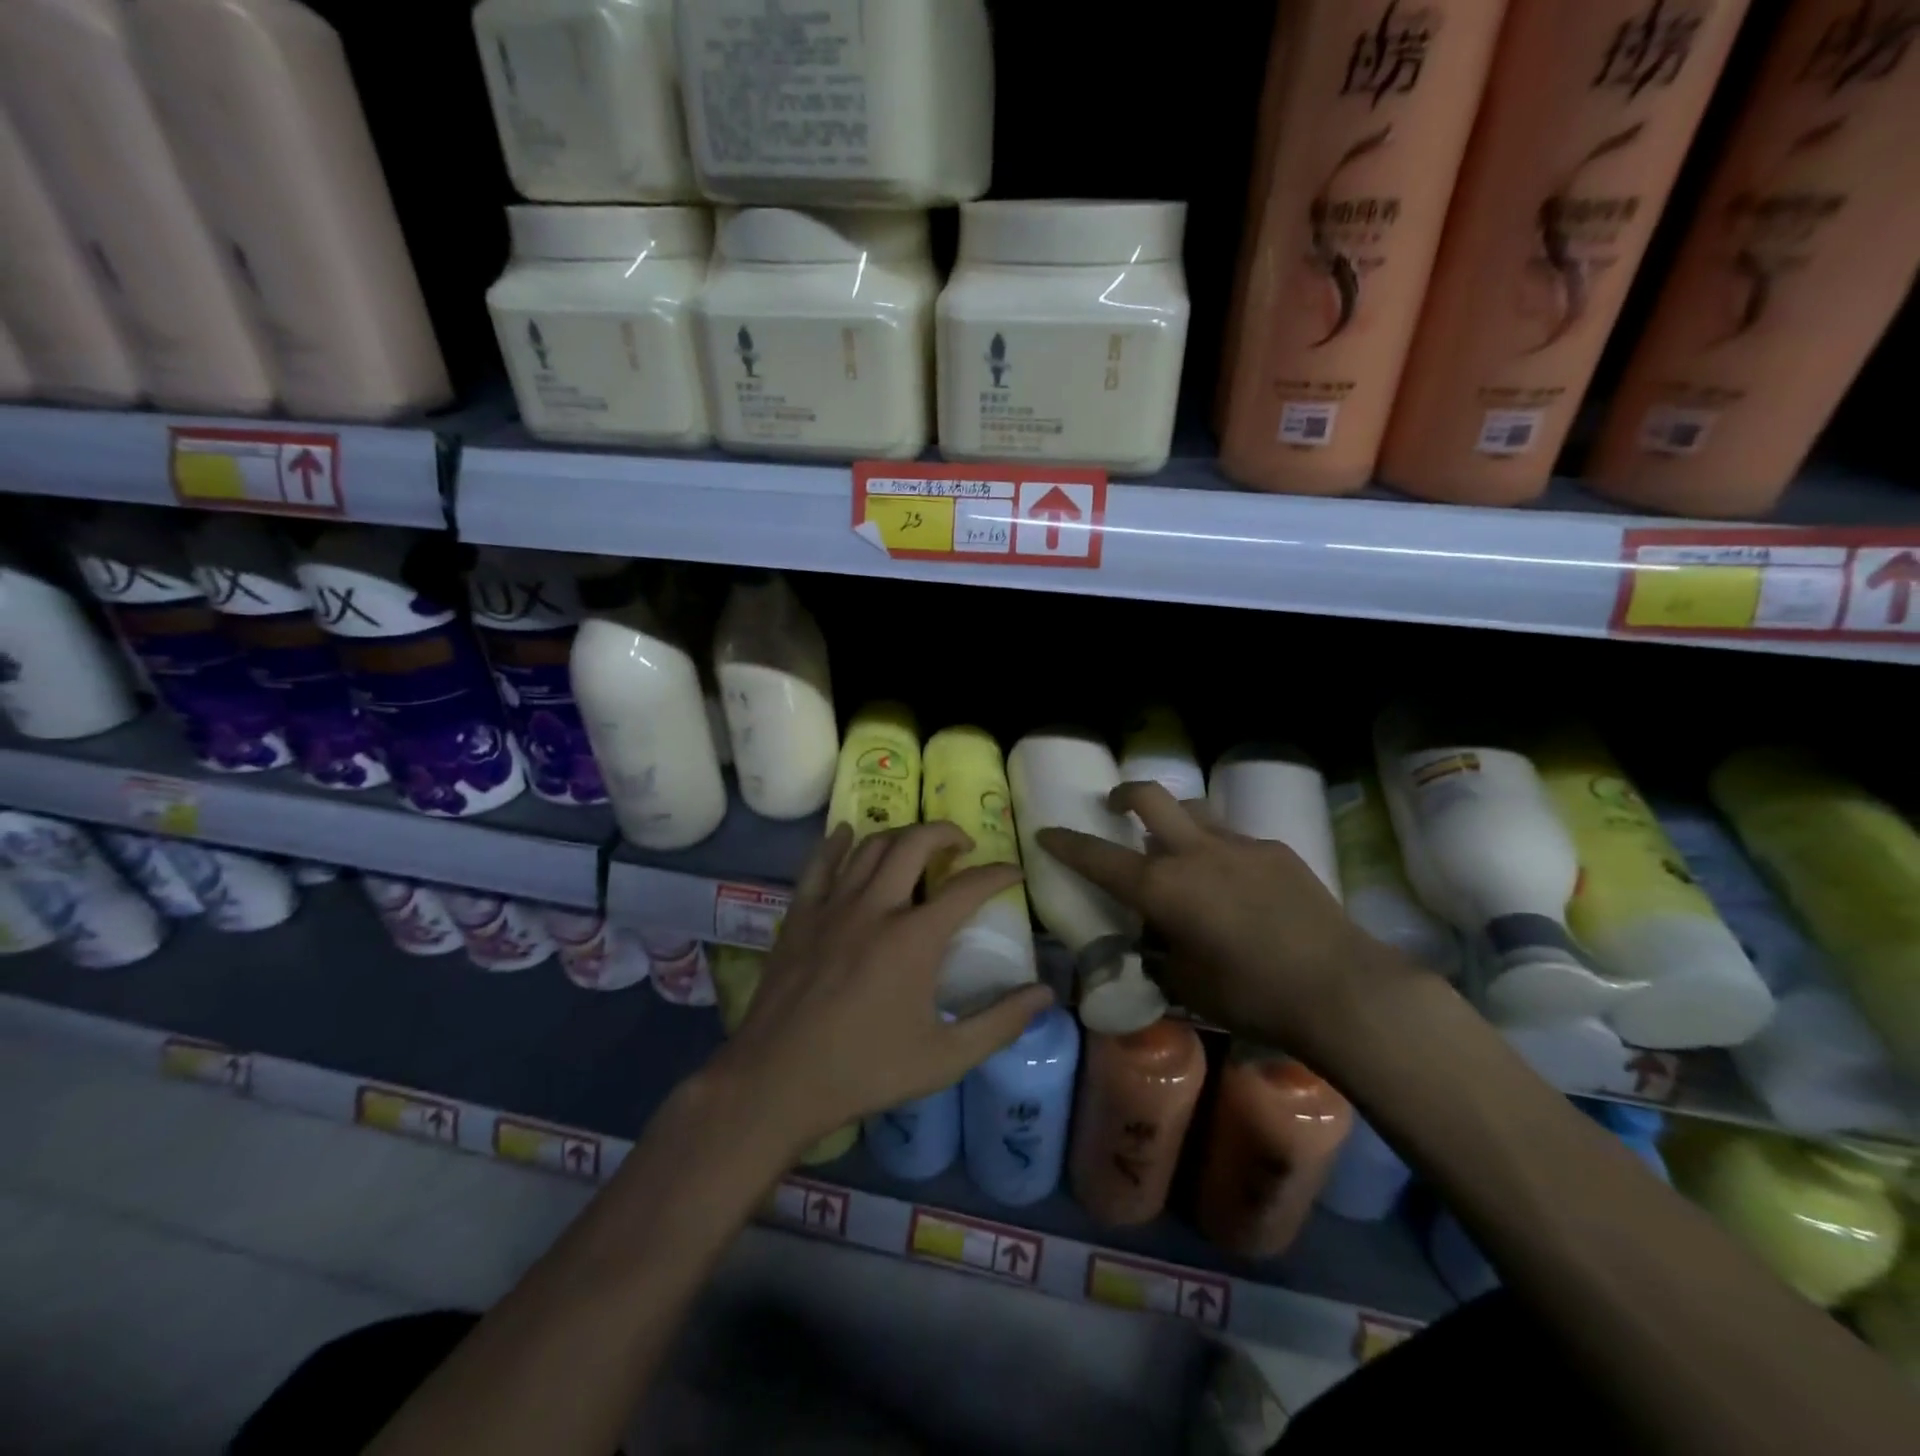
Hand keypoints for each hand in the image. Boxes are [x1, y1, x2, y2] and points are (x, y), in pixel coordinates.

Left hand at [718, 821, 1054, 1153]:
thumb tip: (1046, 993)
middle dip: (947, 833)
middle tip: (963, 846)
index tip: (1013, 872)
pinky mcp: (800, 915)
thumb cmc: (866, 1071)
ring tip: (917, 847)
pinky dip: (838, 842)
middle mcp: (876, 906)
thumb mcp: (944, 1058)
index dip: (998, 874)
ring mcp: (833, 906)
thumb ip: (999, 1023)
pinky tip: (848, 834)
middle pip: (915, 843)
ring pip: (871, 845)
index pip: (969, 888)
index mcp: (915, 938)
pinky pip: (820, 863)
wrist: (777, 1081)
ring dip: (901, 836)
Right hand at [1037, 783, 1397, 1059]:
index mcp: (1163, 887)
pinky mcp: (1277, 851)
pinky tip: (1236, 885)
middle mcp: (1194, 853)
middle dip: (1123, 795)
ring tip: (1179, 848)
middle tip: (1116, 806)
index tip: (1046, 832)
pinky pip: (1234, 839)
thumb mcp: (1187, 984)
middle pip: (1149, 797)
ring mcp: (1239, 845)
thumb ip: (1160, 956)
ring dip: (1175, 819)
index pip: (1098, 857)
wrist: (1340, 988)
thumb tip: (1154, 944)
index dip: (1066, 843)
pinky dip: (1219, 851)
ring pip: (1195, 810)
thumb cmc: (1251, 995)